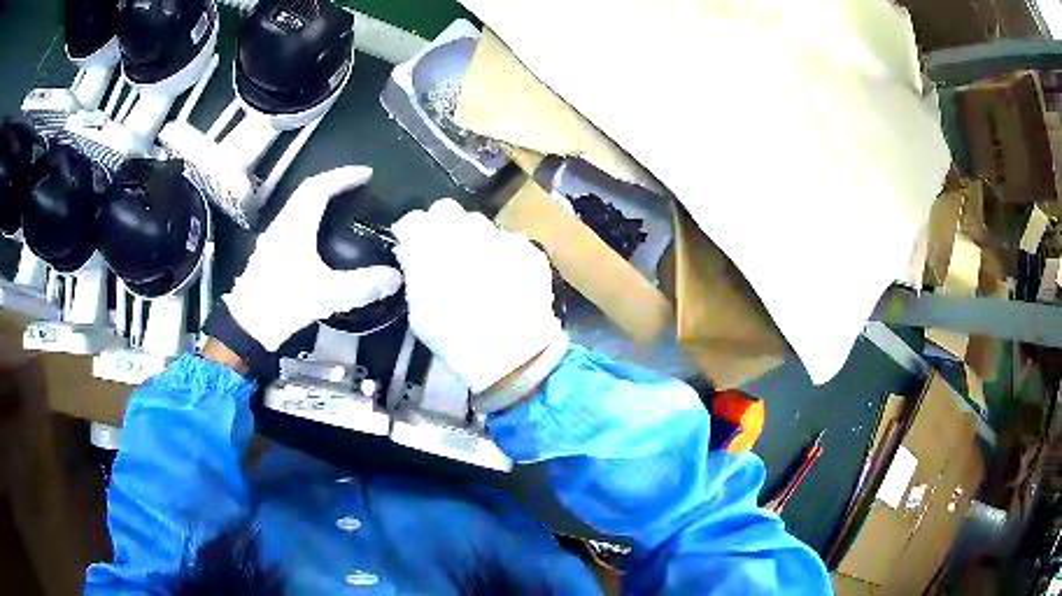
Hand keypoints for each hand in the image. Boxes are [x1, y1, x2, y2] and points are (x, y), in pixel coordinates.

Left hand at [224, 167, 401, 350]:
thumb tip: (395, 278)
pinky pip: (293, 222)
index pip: (319, 187)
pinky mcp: (270, 253)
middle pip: (307, 191)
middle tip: (357, 185)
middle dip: (334, 183)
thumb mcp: (327, 295)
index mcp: (296, 226)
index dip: (343, 176)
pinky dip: (311, 216)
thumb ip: (363, 285)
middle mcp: (283, 225)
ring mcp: (273, 238)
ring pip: (298, 206)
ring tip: (343, 204)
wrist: (247, 327)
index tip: (366, 174)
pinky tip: (320, 234)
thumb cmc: (283, 303)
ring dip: (320, 198)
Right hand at [392, 199, 567, 406]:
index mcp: (430, 244)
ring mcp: (500, 235)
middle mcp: (464, 230)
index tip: (413, 246)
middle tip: (445, 250)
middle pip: (446, 211)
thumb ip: (414, 274)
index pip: (413, 220)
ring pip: (480, 223)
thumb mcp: (418, 312)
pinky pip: (509, 241)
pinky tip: (506, 277)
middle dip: (441, 226)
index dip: (412, 233)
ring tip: (478, 265)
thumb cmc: (453, 338)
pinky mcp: (528, 248)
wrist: (510, 354)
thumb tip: (413, 256)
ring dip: (473, 237)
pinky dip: (503, 254)